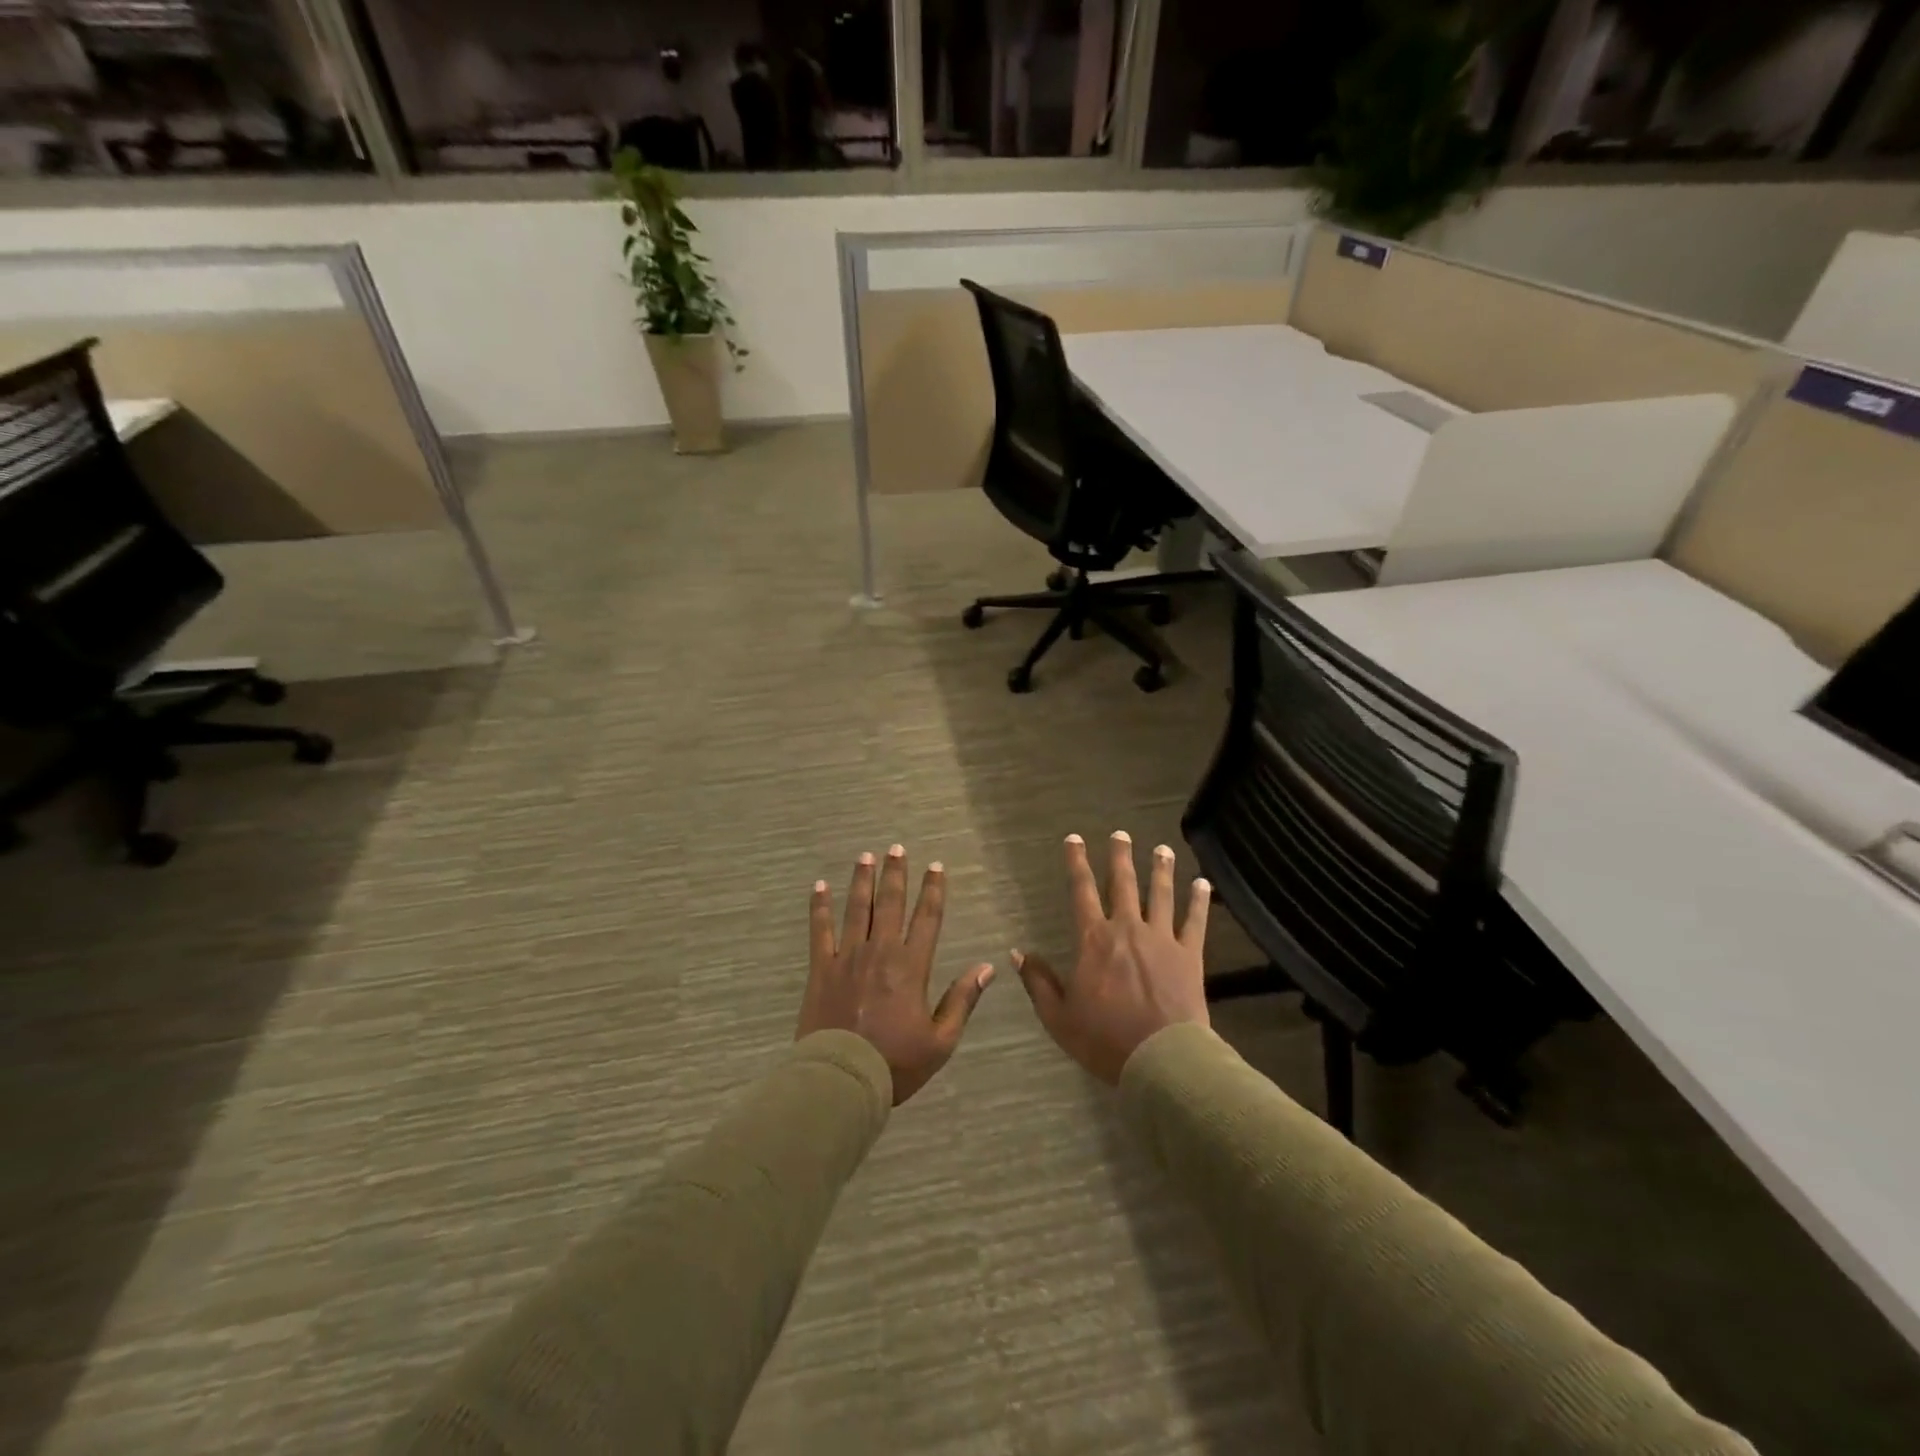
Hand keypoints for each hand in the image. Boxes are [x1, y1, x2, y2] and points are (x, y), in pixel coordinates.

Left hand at [799, 845, 994, 1105]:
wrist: (842, 1080)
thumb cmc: (896, 1063)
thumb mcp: (941, 1041)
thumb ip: (962, 1000)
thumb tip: (987, 967)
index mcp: (911, 967)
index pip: (927, 918)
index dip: (933, 890)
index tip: (936, 867)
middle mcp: (880, 952)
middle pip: (890, 904)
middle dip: (895, 874)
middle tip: (896, 848)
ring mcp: (847, 958)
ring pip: (857, 909)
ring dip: (862, 881)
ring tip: (865, 857)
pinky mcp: (821, 969)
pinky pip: (820, 931)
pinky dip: (820, 907)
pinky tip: (820, 886)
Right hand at [1016, 832, 1210, 1085]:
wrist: (1160, 1059)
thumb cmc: (1104, 1039)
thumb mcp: (1058, 1016)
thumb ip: (1038, 982)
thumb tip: (1018, 953)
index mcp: (1094, 940)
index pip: (1081, 891)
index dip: (1076, 863)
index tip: (1074, 839)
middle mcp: (1127, 928)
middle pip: (1123, 884)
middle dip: (1120, 857)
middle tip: (1120, 834)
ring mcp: (1162, 939)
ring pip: (1160, 895)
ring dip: (1161, 870)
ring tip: (1162, 849)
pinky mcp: (1190, 955)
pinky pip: (1195, 922)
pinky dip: (1199, 901)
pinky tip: (1202, 884)